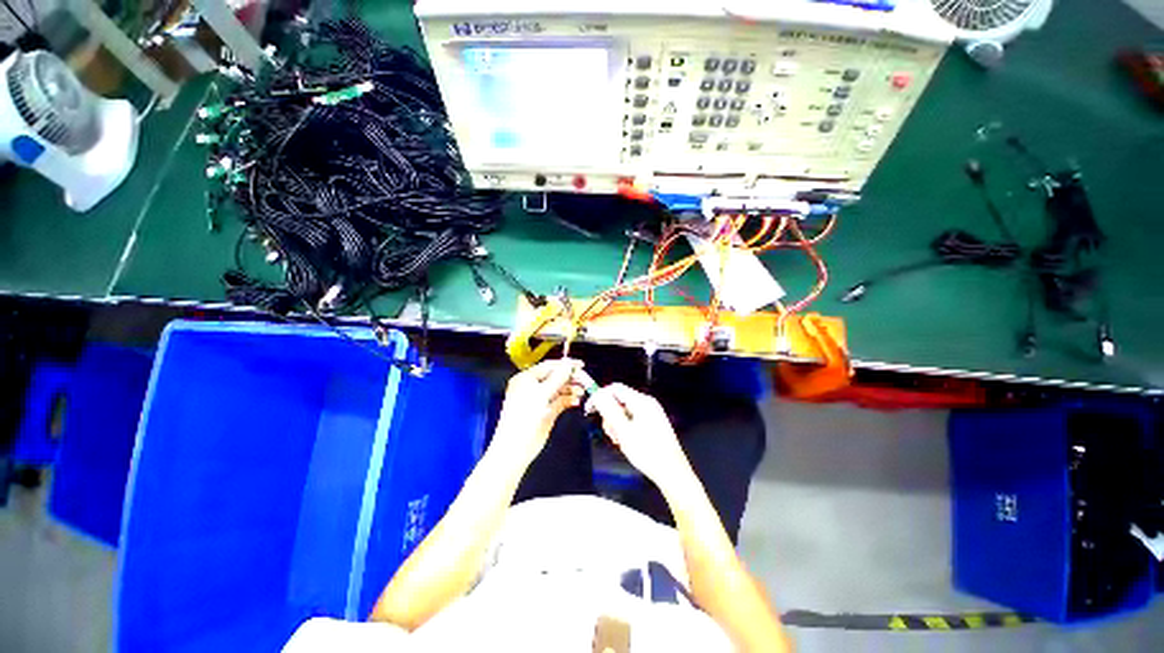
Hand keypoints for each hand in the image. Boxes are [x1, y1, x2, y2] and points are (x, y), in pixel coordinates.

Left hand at [493, 359, 584, 465]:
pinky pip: (560, 401)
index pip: (548, 366)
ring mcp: (540, 400)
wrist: (515, 448)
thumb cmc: (524, 417)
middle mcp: (533, 387)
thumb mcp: (541, 394)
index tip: (580, 365)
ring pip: (559, 389)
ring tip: (581, 392)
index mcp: (526, 379)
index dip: (565, 365)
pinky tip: (576, 401)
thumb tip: (568, 366)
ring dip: (570, 389)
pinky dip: (568, 400)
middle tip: (584, 379)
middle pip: (555, 377)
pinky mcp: (546, 411)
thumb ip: (557, 378)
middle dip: (569, 378)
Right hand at [589, 384, 691, 489]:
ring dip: (617, 423)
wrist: (672, 472)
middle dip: (610, 414)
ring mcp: (652, 412)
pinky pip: (633, 418)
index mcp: (641, 401)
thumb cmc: (647, 452)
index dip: (600, 396)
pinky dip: (626, 427)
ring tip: (619, 441)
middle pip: (620, 400)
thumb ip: (609, 411)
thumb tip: (597, 394)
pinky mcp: (654, 422)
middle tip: (610, 433)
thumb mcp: (623, 431)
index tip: (590, 410)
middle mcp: (647, 403)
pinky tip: (627, 442)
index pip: (615, 388)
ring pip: (625, 411)